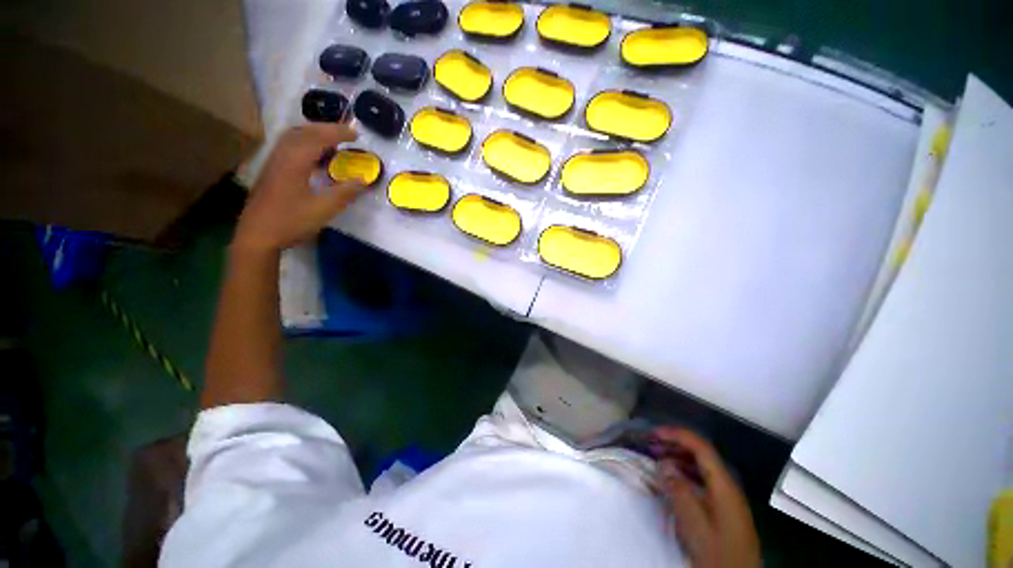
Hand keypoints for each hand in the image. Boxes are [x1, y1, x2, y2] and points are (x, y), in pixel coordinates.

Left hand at [234, 123, 366, 252]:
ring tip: (332, 142)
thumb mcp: (323, 209)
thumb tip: (363, 180)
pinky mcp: (271, 171)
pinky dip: (305, 144)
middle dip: (325, 129)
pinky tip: (314, 157)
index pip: (317, 138)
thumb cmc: (291, 221)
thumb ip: (344, 193)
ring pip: (293, 138)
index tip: (356, 134)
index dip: (337, 133)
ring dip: (314, 134)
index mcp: (294, 162)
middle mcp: (281, 156)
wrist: (258, 235)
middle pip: (302, 131)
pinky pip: (288, 147)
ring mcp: (273, 163)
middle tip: (346, 134)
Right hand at [652, 427, 760, 567]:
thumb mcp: (694, 524)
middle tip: (652, 445)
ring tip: (658, 459)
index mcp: (723, 485)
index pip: (701, 448)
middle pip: (702, 454)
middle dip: (676, 444)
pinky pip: (702, 480)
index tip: (655, 434)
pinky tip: (673, 480)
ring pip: (702, 467)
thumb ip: (679, 490)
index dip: (677, 435)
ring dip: (679, 458)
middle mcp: (727, 485)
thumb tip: (663, 463)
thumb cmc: (717, 552)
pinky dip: (685, 473)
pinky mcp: (723, 508)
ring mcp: (727, 497)